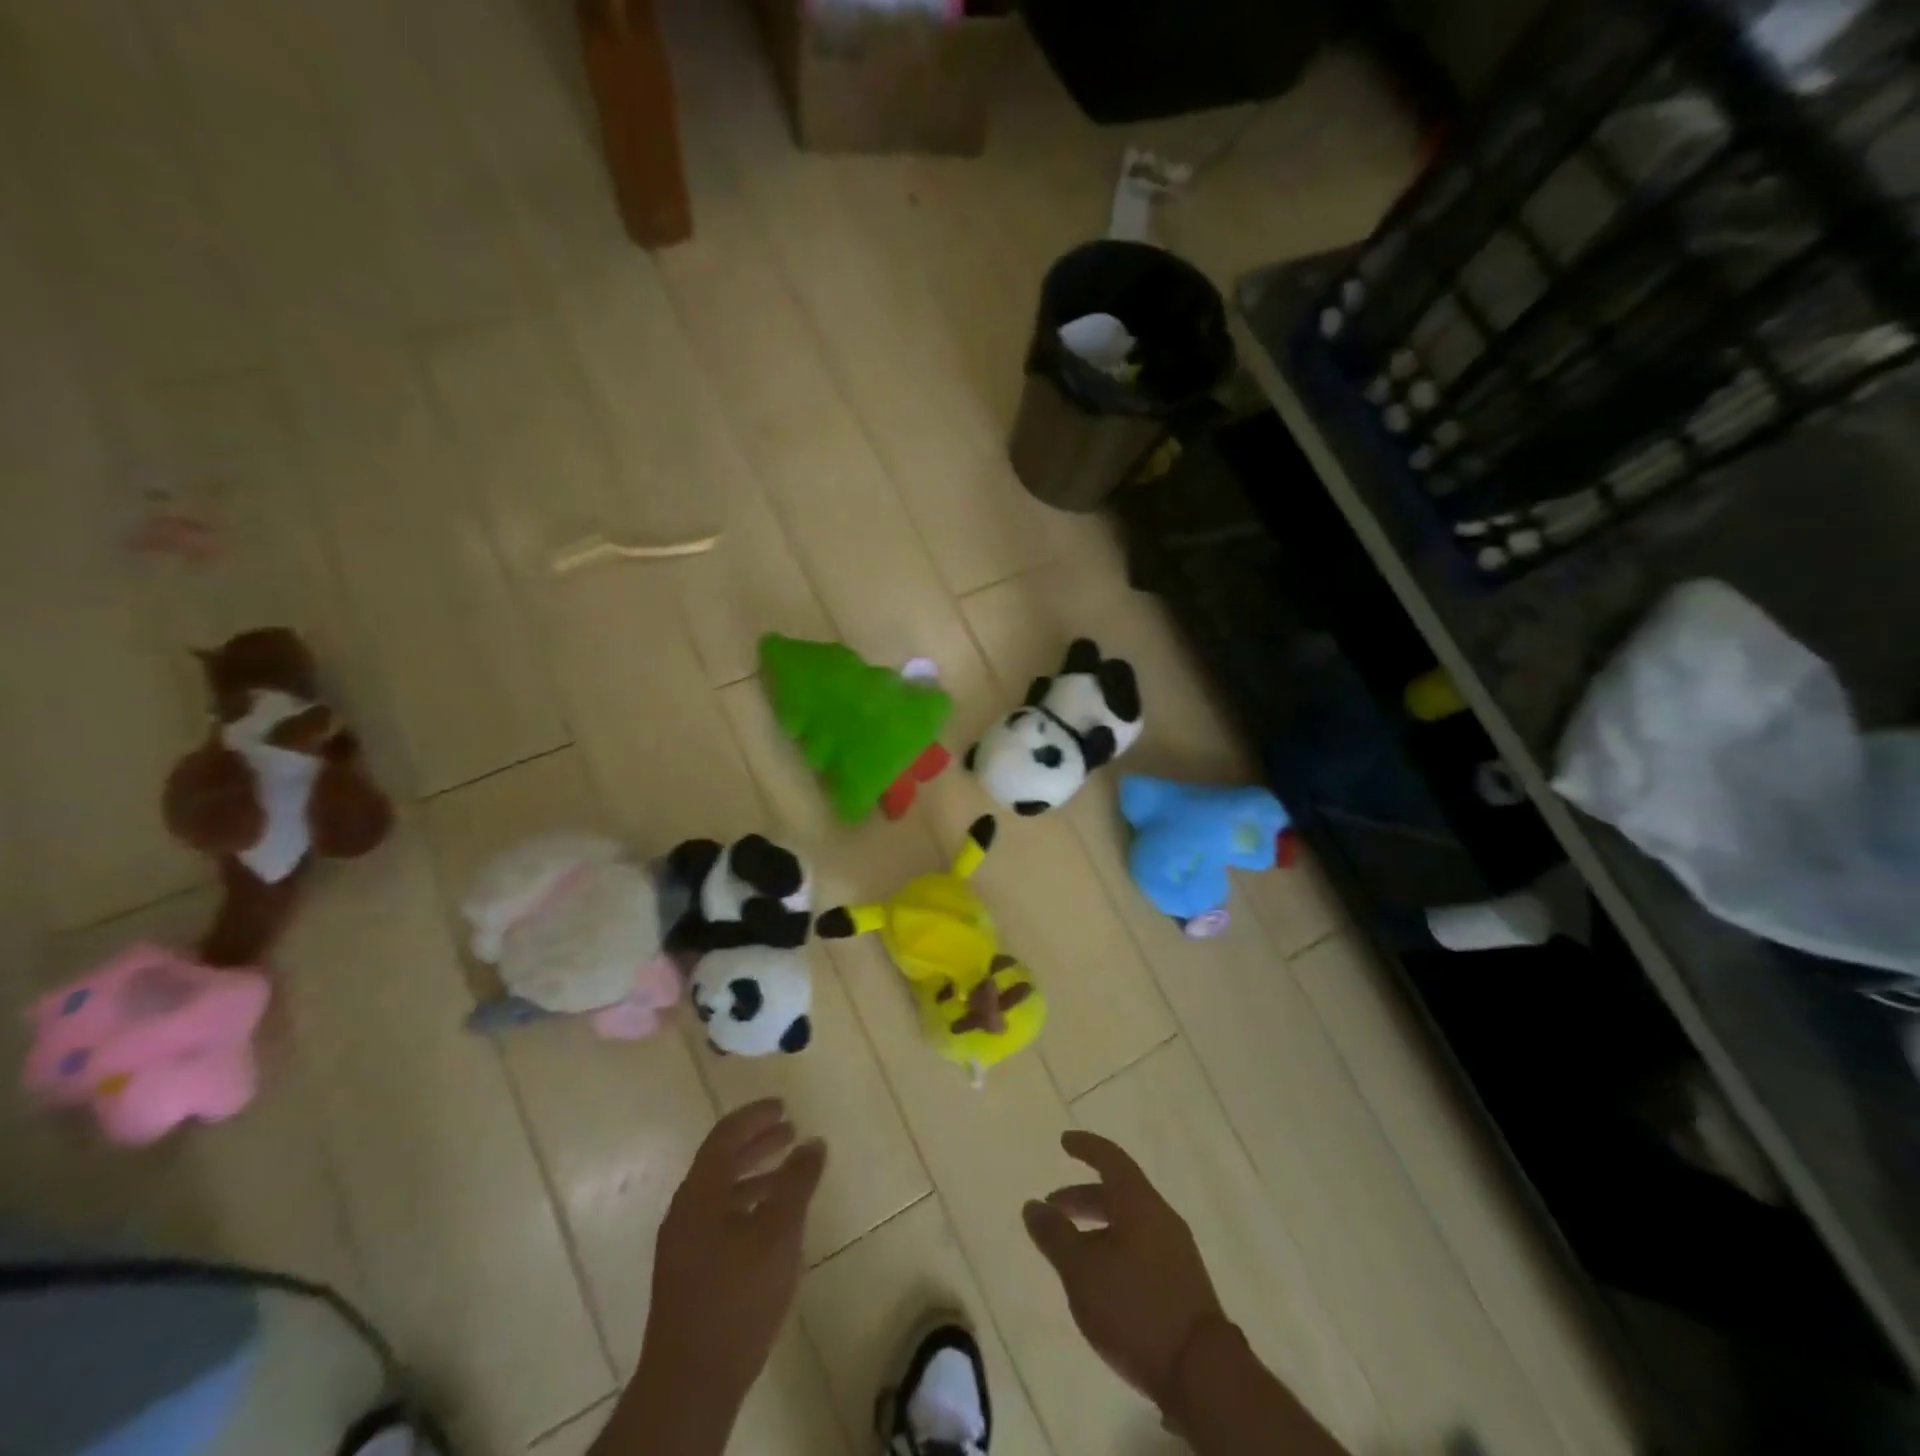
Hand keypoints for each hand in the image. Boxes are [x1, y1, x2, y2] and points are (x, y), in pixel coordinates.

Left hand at [643, 1099, 825, 1406]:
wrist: (690, 1385)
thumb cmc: (736, 1299)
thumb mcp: (778, 1234)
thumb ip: (797, 1183)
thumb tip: (814, 1142)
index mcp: (699, 1194)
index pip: (725, 1136)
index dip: (755, 1116)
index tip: (784, 1106)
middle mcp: (685, 1212)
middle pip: (721, 1161)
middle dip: (757, 1143)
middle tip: (791, 1130)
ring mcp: (683, 1245)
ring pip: (722, 1193)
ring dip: (755, 1175)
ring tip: (789, 1173)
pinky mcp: (689, 1273)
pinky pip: (720, 1219)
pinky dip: (748, 1205)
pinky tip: (771, 1221)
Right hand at [1023, 1131, 1225, 1410]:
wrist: (1203, 1375)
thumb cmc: (1136, 1308)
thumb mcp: (1082, 1271)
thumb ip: (1055, 1236)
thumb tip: (1033, 1205)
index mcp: (1140, 1203)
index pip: (1111, 1159)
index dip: (1086, 1147)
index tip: (1065, 1142)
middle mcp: (1161, 1217)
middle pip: (1118, 1193)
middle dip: (1083, 1197)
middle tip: (1053, 1208)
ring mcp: (1176, 1251)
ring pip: (1129, 1223)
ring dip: (1097, 1227)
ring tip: (1070, 1250)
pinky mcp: (1182, 1284)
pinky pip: (1141, 1248)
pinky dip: (1115, 1248)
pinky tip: (1100, 1279)